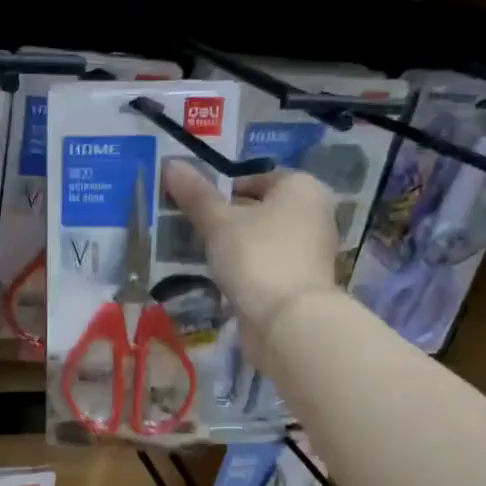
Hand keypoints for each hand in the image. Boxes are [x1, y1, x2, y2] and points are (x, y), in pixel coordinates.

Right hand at [162, 164, 338, 339]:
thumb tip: (171, 164)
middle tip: (193, 231)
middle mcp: (314, 212)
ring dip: (236, 246)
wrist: (289, 321)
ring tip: (203, 255)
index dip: (220, 190)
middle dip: (227, 219)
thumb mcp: (218, 222)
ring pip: (263, 238)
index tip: (193, 207)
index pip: (254, 178)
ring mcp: (311, 249)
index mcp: (301, 187)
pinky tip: (224, 279)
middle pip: (260, 208)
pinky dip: (247, 268)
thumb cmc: (257, 257)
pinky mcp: (302, 280)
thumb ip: (195, 194)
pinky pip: (268, 264)